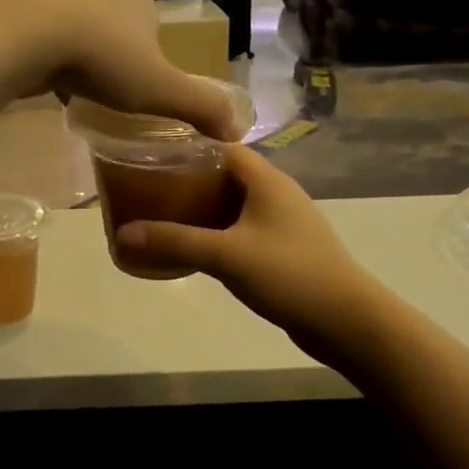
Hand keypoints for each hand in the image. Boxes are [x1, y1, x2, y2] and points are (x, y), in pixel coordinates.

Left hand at [0, 0, 242, 139]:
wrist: (28, 35)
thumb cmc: (103, 60)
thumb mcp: (160, 90)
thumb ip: (199, 108)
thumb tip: (239, 131)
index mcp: (140, 6)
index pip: (156, 34)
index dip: (156, 63)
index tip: (147, 93)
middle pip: (118, 33)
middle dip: (118, 62)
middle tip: (114, 98)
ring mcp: (62, 0)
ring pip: (81, 35)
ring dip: (83, 59)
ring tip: (81, 91)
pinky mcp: (27, 14)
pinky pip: (49, 42)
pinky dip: (53, 60)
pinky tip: (48, 81)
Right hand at [114, 145, 387, 364]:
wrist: (346, 320)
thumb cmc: (288, 274)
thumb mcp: (226, 255)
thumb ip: (175, 241)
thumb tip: (123, 233)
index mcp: (268, 181)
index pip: (223, 147)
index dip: (189, 147)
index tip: (151, 155)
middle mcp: (277, 194)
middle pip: (226, 175)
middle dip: (189, 180)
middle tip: (149, 189)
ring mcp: (283, 224)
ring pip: (234, 206)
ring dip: (203, 209)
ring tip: (162, 216)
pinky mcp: (284, 250)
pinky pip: (242, 232)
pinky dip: (217, 234)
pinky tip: (195, 249)